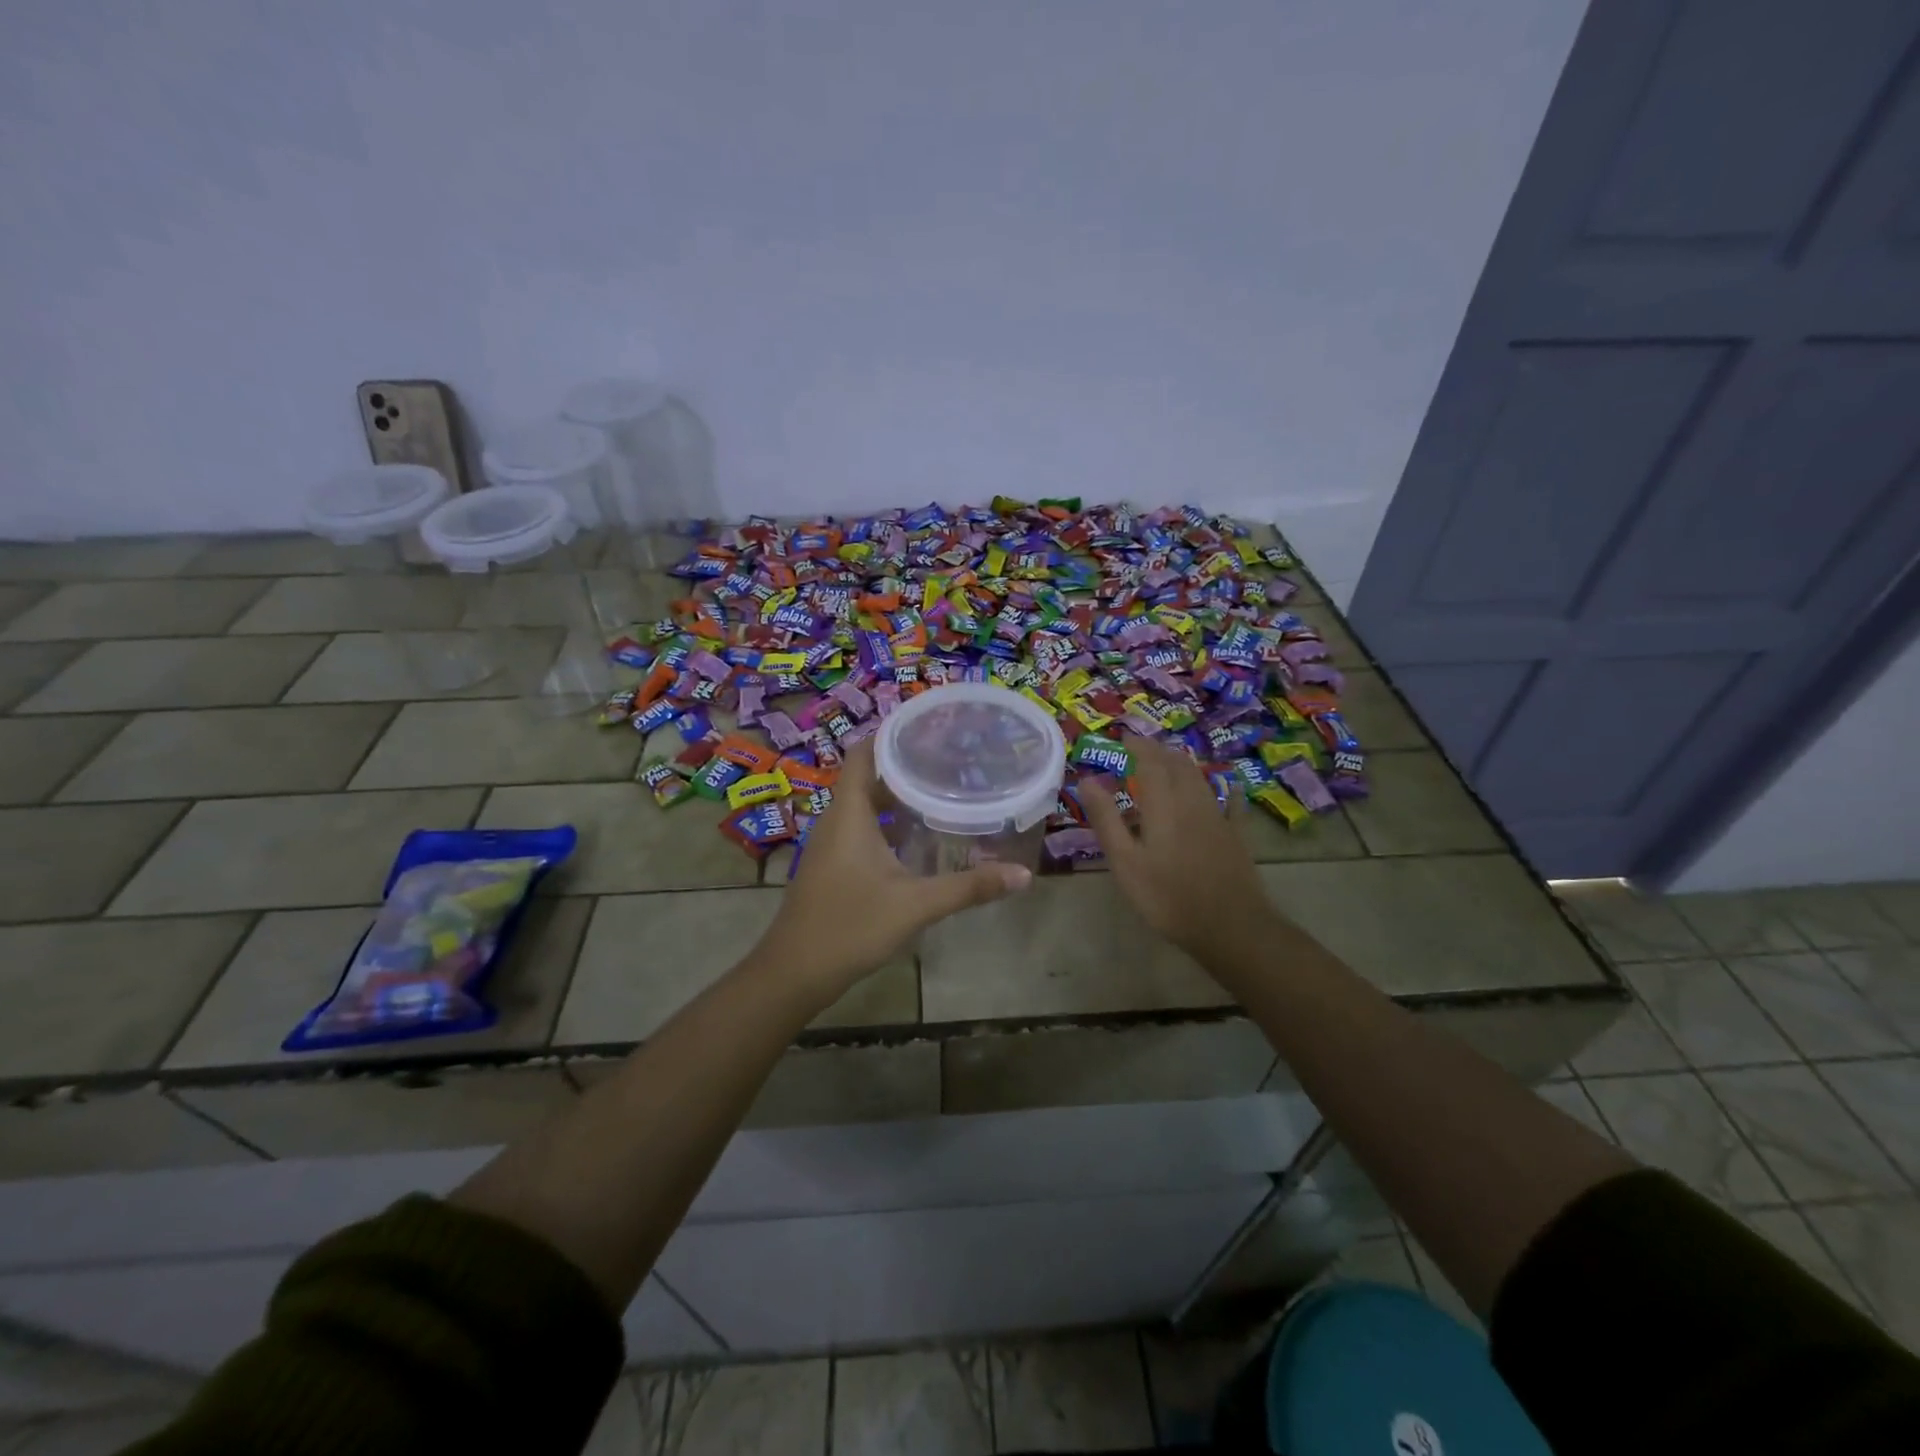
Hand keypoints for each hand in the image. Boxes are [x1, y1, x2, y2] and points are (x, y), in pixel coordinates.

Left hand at [757, 741, 1032, 999]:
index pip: (864, 753)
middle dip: (906, 765)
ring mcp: (831, 844)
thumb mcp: (916, 905)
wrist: (795, 973)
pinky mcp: (833, 865)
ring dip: (898, 795)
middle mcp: (837, 820)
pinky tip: (918, 837)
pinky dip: (889, 822)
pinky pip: (862, 828)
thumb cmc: (851, 926)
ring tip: (942, 790)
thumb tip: (1022, 875)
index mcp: (850, 813)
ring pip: (865, 805)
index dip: (891, 733)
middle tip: (950, 760)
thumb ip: (969, 888)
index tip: (929, 727)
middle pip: (868, 776)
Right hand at [1079, 738, 1278, 961]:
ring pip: (1201, 779)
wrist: (1230, 926)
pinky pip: (1231, 804)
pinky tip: (1230, 787)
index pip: (1149, 762)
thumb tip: (1087, 780)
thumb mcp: (1125, 862)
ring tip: (1171, 761)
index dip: (1137, 747)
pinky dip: (1226, 790)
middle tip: (1144, 748)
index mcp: (1163, 805)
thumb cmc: (1168, 896)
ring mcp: (1218, 817)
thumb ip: (1106, 819)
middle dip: (1160, 751)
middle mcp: (1192, 802)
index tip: (1124, 738)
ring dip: (1184, 765)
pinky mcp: (1236, 836)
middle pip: (1178, 765)